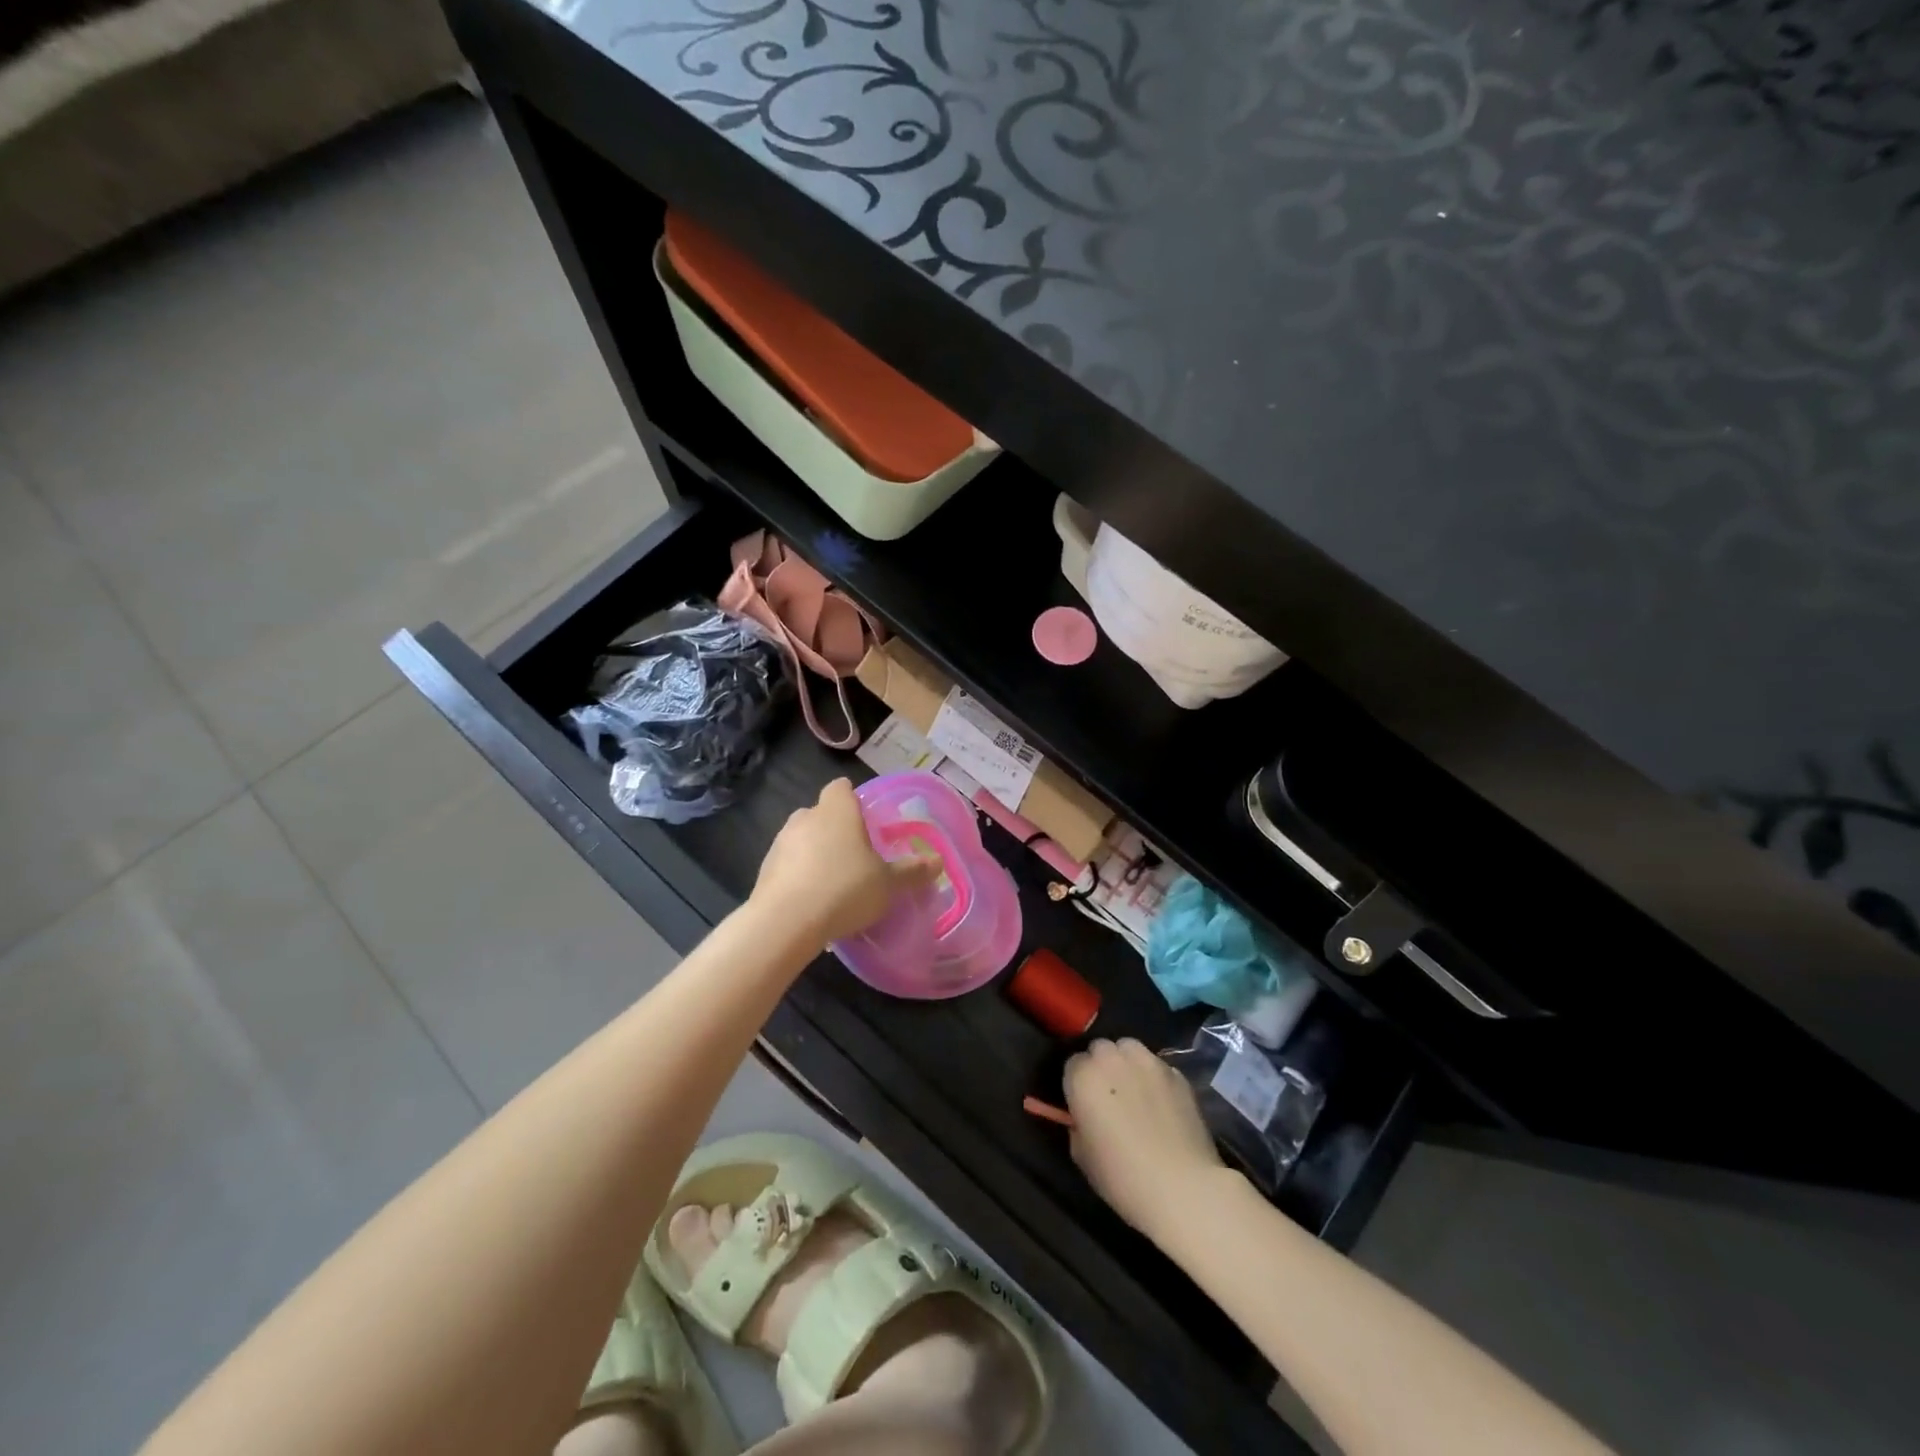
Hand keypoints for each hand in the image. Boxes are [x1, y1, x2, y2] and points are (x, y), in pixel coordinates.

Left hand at [752, 778, 937, 945]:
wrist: (785, 922)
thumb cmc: (845, 889)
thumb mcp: (888, 884)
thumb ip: (912, 871)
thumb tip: (938, 862)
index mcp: (837, 810)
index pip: (841, 788)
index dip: (853, 799)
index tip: (866, 819)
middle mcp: (806, 817)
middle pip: (822, 813)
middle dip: (836, 828)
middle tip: (856, 854)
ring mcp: (781, 842)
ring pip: (802, 838)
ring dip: (815, 852)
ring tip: (834, 881)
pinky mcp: (765, 868)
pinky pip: (789, 864)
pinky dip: (799, 874)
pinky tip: (813, 899)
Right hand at [1065, 1038, 1225, 1240]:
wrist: (1182, 1187)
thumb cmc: (1122, 1176)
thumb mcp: (1081, 1155)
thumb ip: (1077, 1124)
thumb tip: (1085, 1118)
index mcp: (1083, 1076)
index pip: (1073, 1064)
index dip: (1078, 1085)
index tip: (1084, 1105)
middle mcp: (1113, 1059)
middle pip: (1101, 1049)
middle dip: (1101, 1067)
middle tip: (1109, 1097)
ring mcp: (1148, 1062)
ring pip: (1130, 1049)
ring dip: (1127, 1064)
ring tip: (1136, 1092)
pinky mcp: (1176, 1074)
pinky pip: (1157, 1067)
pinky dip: (1154, 1078)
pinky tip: (1162, 1105)